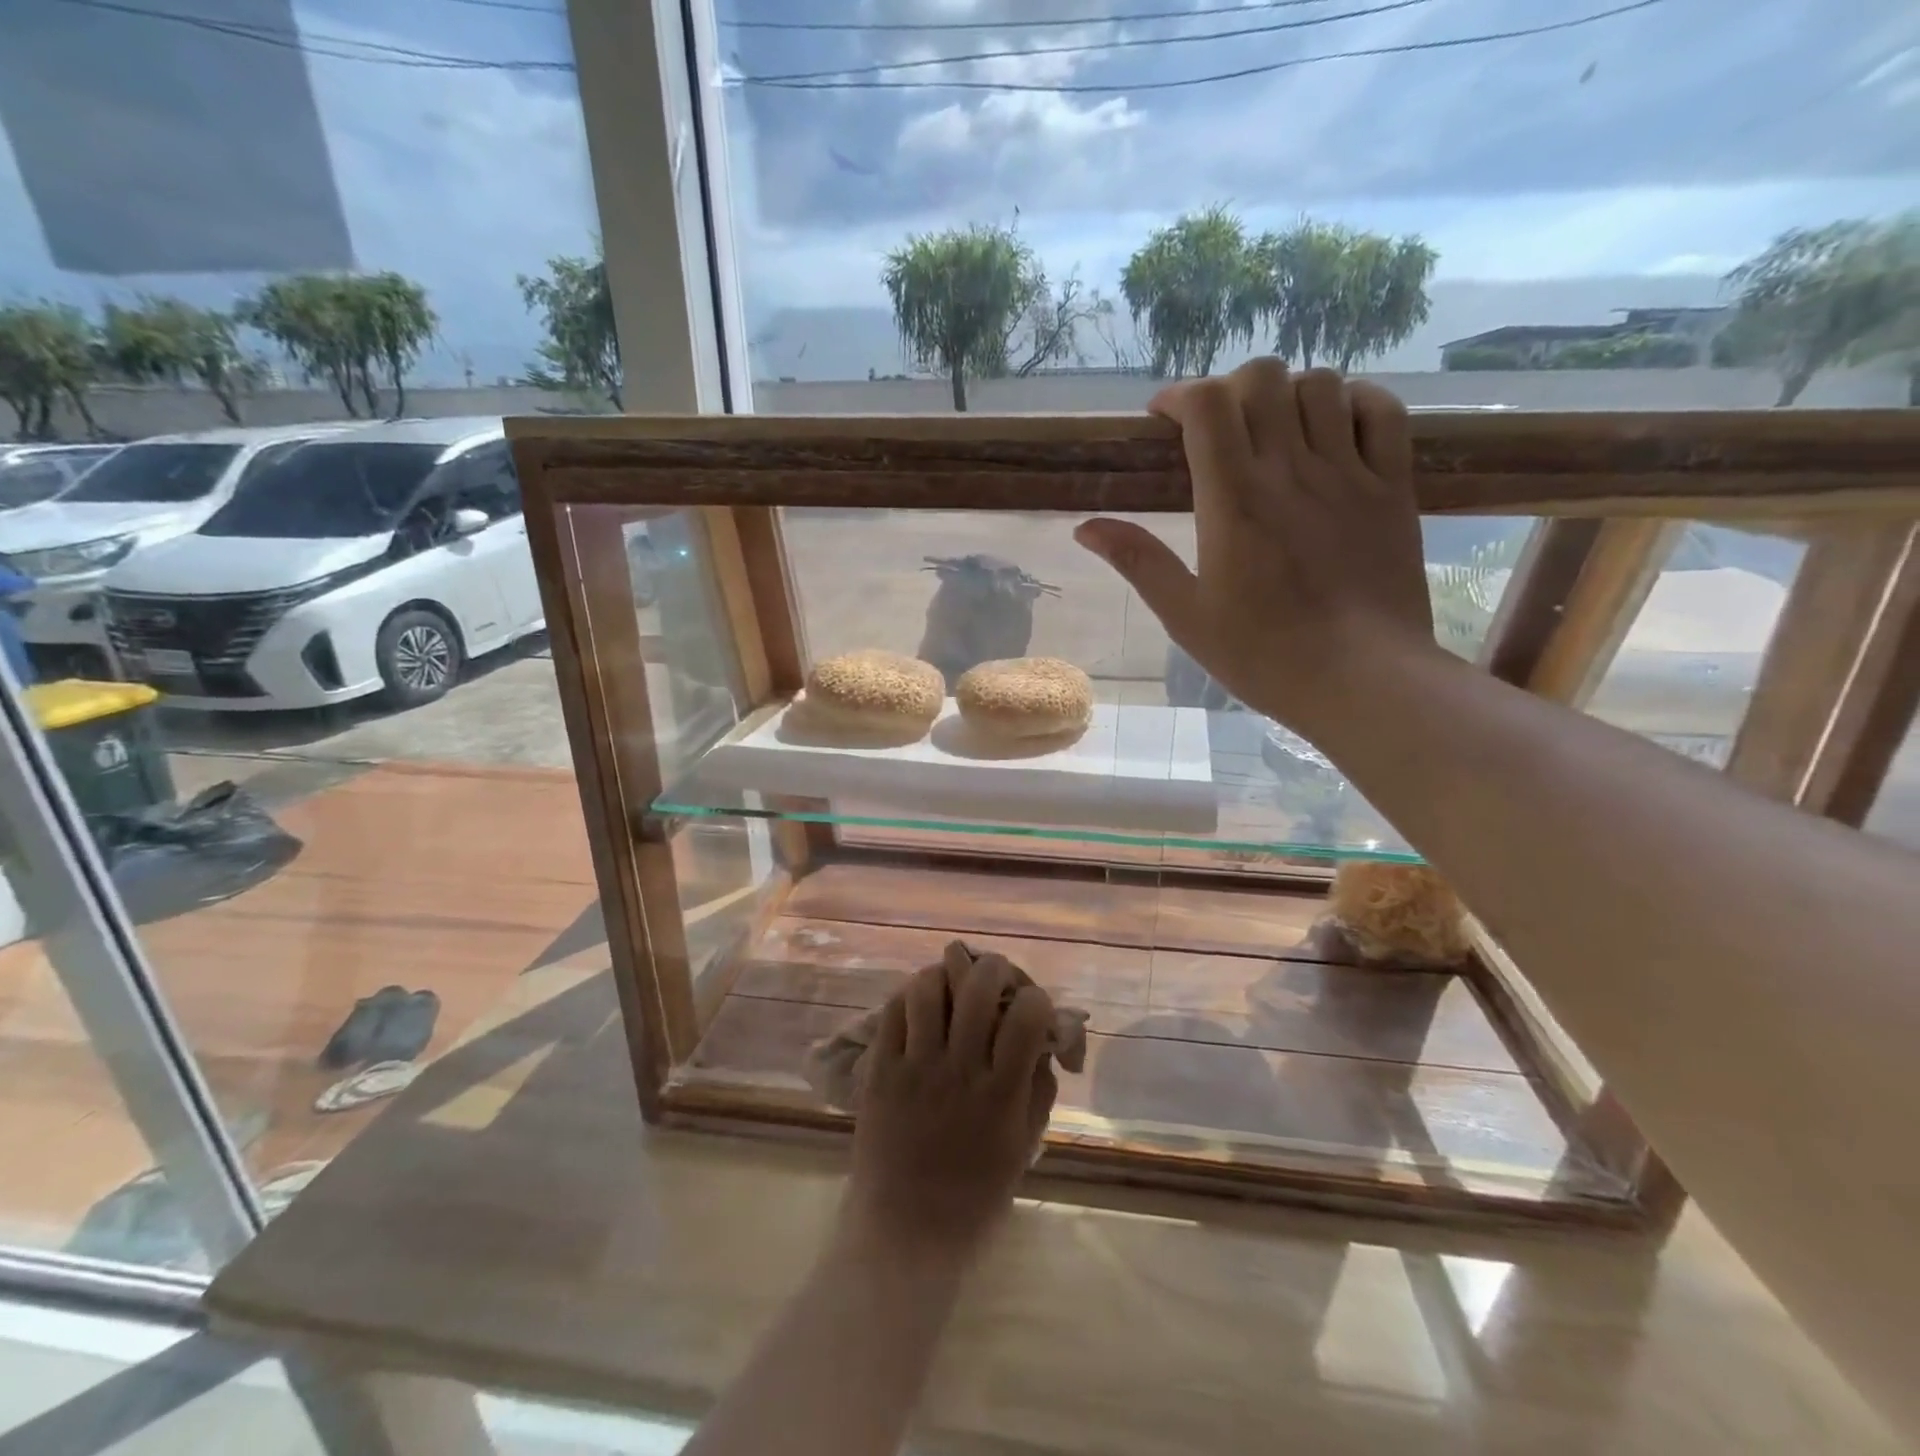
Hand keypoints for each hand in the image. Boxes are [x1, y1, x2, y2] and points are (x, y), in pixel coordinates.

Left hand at [841, 942, 1058, 1266]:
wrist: (905, 1234)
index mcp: (1001, 1093)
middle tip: (993, 980)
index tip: (1031, 1008)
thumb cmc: (975, 1197)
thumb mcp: (1023, 1146)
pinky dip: (909, 997)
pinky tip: (920, 1008)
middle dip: (994, 968)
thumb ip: (1037, 1086)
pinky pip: (893, 1011)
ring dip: (946, 978)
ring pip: (929, 987)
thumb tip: (1042, 1038)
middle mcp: (959, 1070)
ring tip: (952, 990)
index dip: (1036, 998)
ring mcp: (915, 1067)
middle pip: (978, 985)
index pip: (1028, 1014)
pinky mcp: (880, 1070)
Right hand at [1075, 360, 1437, 733]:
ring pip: (1321, 384)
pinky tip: (1335, 426)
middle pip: (1263, 377)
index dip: (1180, 395)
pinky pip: (1382, 411)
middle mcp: (1290, 470)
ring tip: (1273, 431)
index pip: (1207, 404)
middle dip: (1230, 388)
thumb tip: (1086, 527)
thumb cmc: (1264, 655)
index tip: (1164, 419)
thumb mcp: (1186, 616)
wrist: (1362, 680)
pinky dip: (1355, 401)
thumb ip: (1139, 562)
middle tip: (1217, 428)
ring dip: (1288, 394)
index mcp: (1233, 499)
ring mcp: (1349, 472)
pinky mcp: (1392, 486)